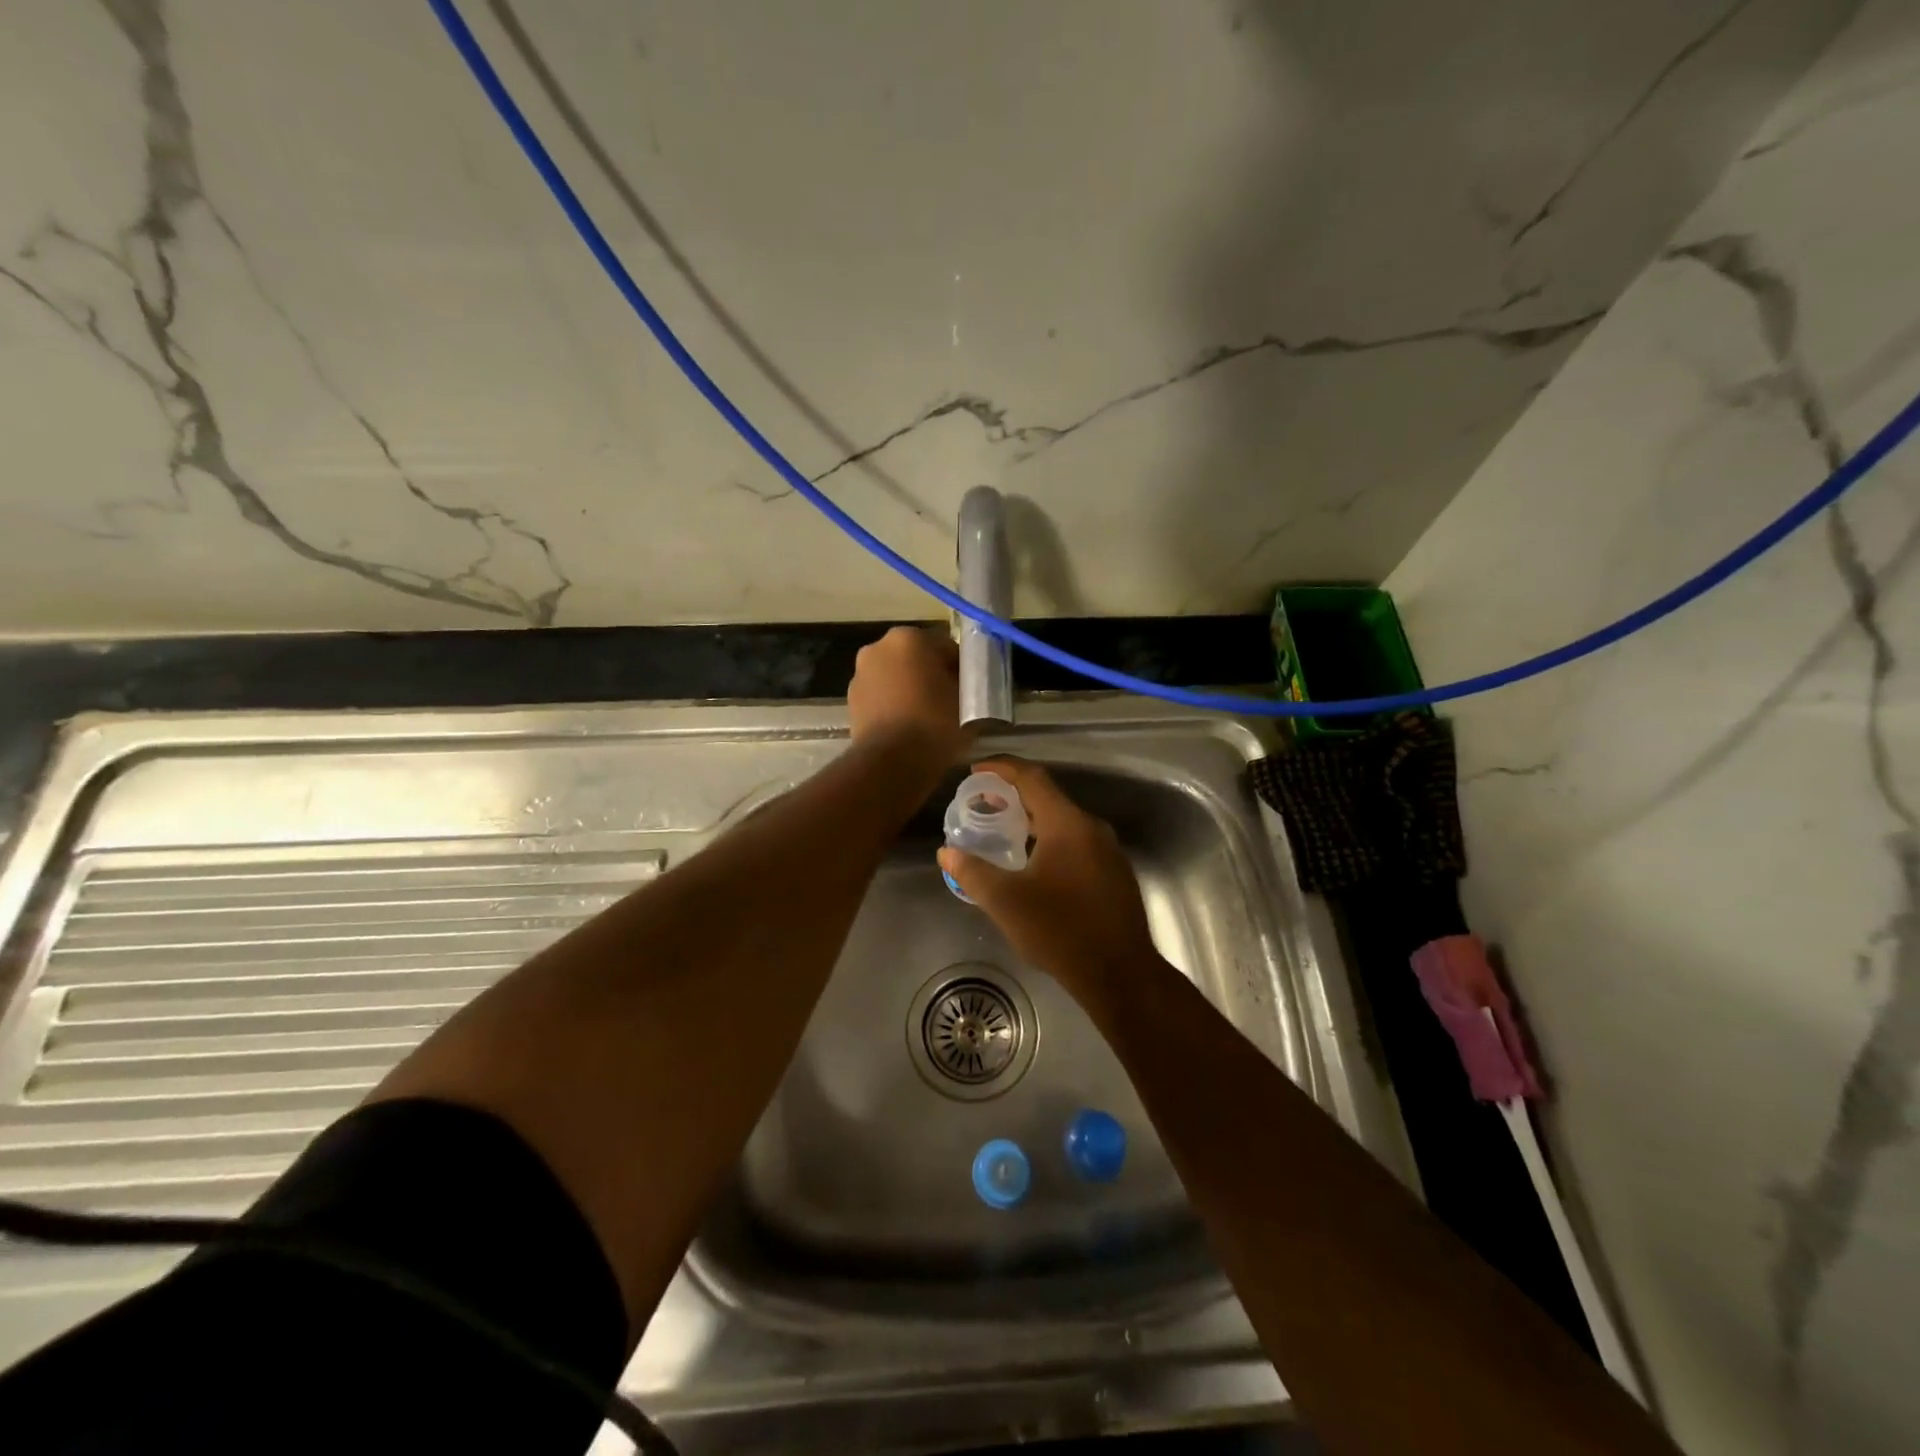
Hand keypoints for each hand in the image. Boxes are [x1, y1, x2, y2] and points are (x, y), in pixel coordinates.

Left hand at [847, 626, 969, 770]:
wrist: (891, 763)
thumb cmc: (934, 724)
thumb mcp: (968, 701)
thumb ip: (968, 684)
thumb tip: (964, 684)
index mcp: (909, 638)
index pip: (946, 647)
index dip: (961, 669)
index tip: (970, 690)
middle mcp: (878, 647)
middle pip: (917, 658)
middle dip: (932, 675)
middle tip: (950, 702)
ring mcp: (860, 674)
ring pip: (896, 677)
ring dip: (910, 689)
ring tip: (927, 718)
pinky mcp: (851, 701)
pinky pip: (881, 696)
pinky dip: (893, 705)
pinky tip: (907, 727)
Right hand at [937, 757, 1158, 996]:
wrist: (1120, 973)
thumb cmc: (1060, 931)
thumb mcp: (1006, 902)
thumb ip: (973, 872)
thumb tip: (946, 852)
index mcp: (1067, 824)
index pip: (1032, 778)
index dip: (1002, 769)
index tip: (976, 770)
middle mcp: (1092, 829)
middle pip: (1049, 798)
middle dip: (1014, 796)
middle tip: (983, 803)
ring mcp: (1108, 852)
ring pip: (1064, 823)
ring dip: (1033, 821)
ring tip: (1003, 832)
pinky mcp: (1114, 874)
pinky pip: (1077, 844)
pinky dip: (1051, 841)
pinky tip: (1035, 864)